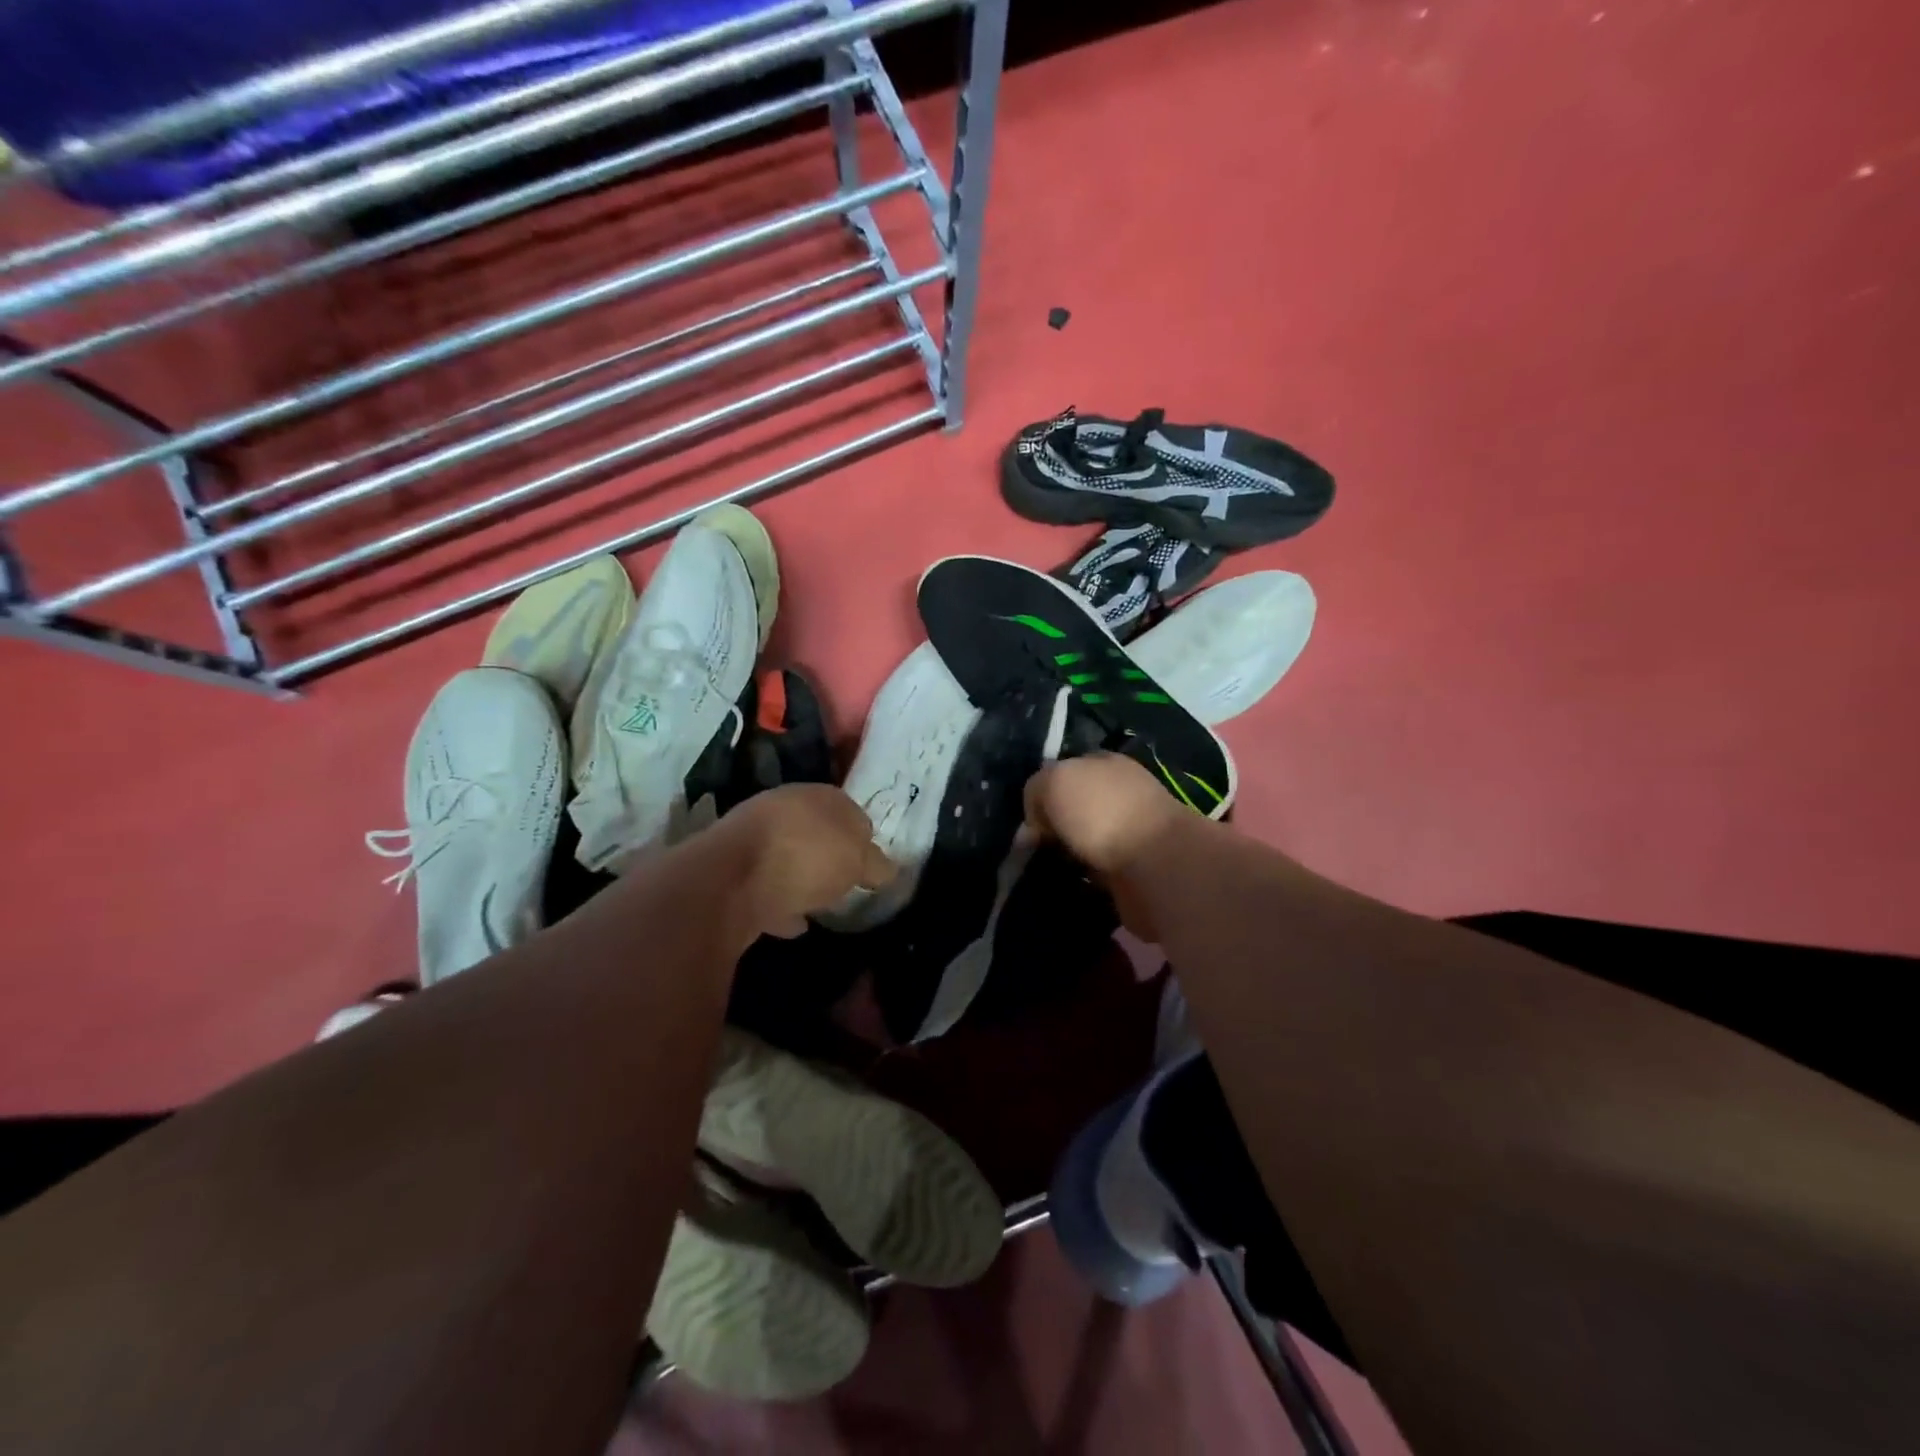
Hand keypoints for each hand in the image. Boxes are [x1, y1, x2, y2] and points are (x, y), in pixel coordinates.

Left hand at [714, 784, 897, 937]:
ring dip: (800, 878)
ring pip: (785, 857)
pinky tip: (792, 924)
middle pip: (814, 832)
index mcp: (818, 795)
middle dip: (828, 854)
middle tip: (845, 881)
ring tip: (819, 904)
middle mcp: (783, 808)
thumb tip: (885, 869)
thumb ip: (875, 864)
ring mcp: (751, 838)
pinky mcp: (729, 872)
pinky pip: (764, 888)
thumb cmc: (807, 856)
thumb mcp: (858, 861)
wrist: (731, 881)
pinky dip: (779, 904)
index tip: (870, 863)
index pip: (848, 810)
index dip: (862, 837)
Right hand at [1024, 755, 1196, 940]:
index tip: (1027, 817)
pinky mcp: (1134, 871)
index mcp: (1106, 763)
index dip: (1043, 791)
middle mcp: (1120, 794)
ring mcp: (1130, 833)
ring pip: (1084, 841)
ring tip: (1041, 869)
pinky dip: (1081, 880)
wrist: (1155, 866)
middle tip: (1030, 847)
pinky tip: (1065, 885)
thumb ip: (1035, 791)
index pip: (1067, 770)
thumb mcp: (1054, 781)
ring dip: (1066, 855)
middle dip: (1053, 826)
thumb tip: (1034, 824)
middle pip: (1075, 808)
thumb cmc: (1102, 812)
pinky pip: (1096, 873)